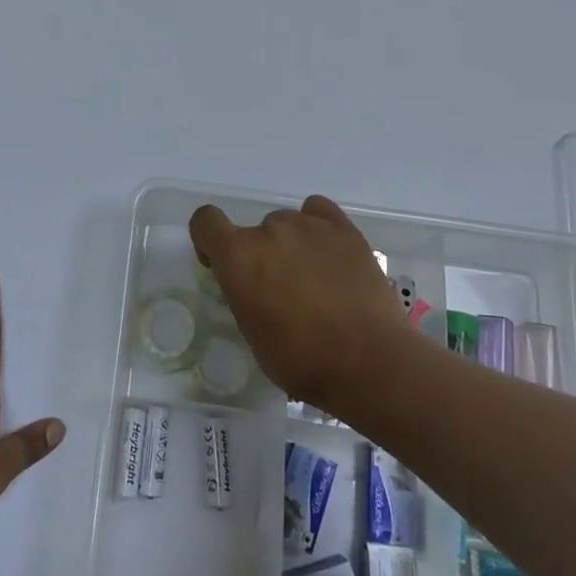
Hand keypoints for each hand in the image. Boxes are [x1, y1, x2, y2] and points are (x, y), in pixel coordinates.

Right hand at [189, 195, 403, 410]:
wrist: (369, 363)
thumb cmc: (302, 360)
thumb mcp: (252, 333)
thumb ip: (243, 294)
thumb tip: (254, 285)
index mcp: (238, 257)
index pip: (205, 221)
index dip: (208, 240)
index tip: (221, 265)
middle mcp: (269, 230)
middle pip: (254, 230)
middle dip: (260, 255)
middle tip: (281, 290)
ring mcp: (309, 225)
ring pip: (287, 224)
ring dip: (291, 246)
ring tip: (316, 280)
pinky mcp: (344, 229)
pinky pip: (318, 212)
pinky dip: (317, 229)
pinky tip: (329, 255)